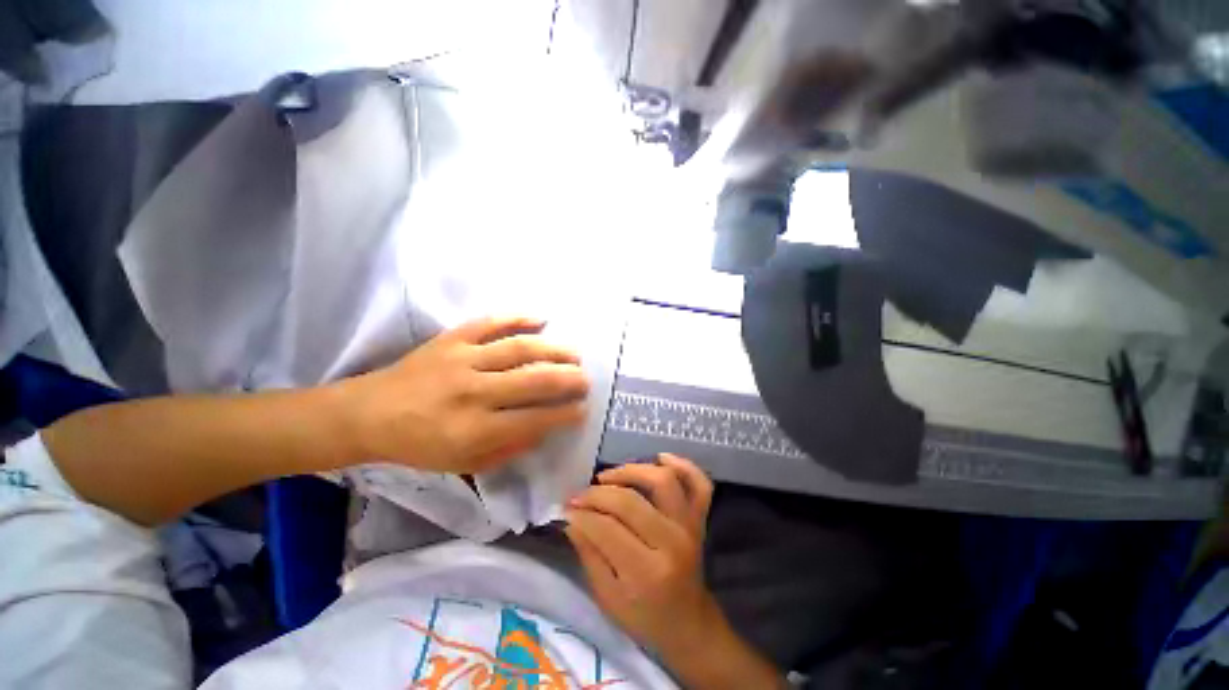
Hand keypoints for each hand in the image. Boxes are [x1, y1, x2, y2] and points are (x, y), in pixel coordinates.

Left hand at [337, 316, 588, 473]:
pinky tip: (541, 319)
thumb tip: (544, 428)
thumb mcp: (464, 464)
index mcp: (474, 430)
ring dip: (553, 350)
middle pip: (534, 380)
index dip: (565, 415)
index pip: (534, 420)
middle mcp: (472, 392)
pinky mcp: (451, 339)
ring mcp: (462, 359)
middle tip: (586, 380)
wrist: (368, 414)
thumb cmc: (419, 445)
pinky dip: (518, 317)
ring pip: (519, 349)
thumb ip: (509, 448)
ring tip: (574, 354)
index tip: (582, 410)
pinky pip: (490, 323)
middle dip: (568, 380)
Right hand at [564, 454, 720, 655]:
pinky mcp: (700, 518)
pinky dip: (683, 465)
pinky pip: (699, 484)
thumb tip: (571, 518)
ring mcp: (690, 526)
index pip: (607, 529)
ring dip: (632, 470)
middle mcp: (672, 542)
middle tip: (579, 495)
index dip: (582, 514)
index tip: (566, 508)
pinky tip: (661, 458)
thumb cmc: (644, 617)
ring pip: (663, 481)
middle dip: (597, 494)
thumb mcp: (608, 597)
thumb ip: (589, 554)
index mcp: (646, 573)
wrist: (688, 623)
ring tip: (608, 476)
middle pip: (630, 501)